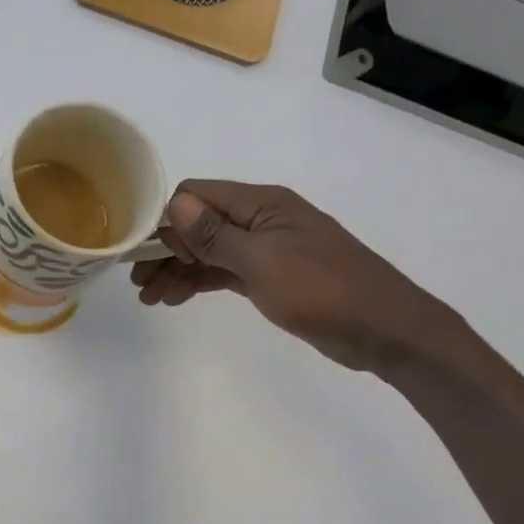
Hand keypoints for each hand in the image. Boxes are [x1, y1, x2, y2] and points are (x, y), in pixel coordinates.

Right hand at [130, 180, 458, 374]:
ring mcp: (267, 248)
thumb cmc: (322, 290)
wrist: (383, 329)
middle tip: (139, 283)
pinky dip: (200, 281)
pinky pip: (224, 270)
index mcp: (262, 204)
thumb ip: (216, 234)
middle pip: (198, 223)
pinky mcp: (272, 275)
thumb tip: (175, 204)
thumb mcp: (262, 262)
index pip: (197, 194)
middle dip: (165, 249)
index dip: (166, 220)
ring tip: (151, 298)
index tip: (145, 254)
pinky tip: (177, 297)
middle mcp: (261, 219)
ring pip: (209, 250)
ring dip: (178, 269)